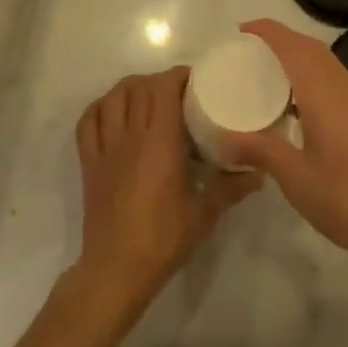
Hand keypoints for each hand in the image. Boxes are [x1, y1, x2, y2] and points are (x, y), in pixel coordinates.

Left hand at [74, 67, 257, 316]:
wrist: (116, 270)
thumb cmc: (163, 239)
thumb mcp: (204, 213)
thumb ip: (231, 188)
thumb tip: (259, 173)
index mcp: (159, 142)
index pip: (163, 88)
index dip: (178, 76)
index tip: (196, 82)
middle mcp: (130, 136)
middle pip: (139, 87)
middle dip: (159, 81)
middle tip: (178, 93)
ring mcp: (105, 147)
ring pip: (112, 97)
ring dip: (130, 89)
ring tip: (147, 97)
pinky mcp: (89, 162)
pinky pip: (88, 122)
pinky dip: (100, 108)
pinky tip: (114, 113)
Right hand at [222, 19, 347, 278]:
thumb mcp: (298, 180)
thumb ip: (262, 151)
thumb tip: (224, 138)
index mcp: (326, 95)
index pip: (294, 47)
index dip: (268, 31)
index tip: (242, 31)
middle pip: (314, 50)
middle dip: (283, 41)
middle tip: (252, 52)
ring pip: (331, 67)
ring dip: (302, 60)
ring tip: (272, 78)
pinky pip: (341, 85)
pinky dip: (317, 81)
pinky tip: (304, 112)